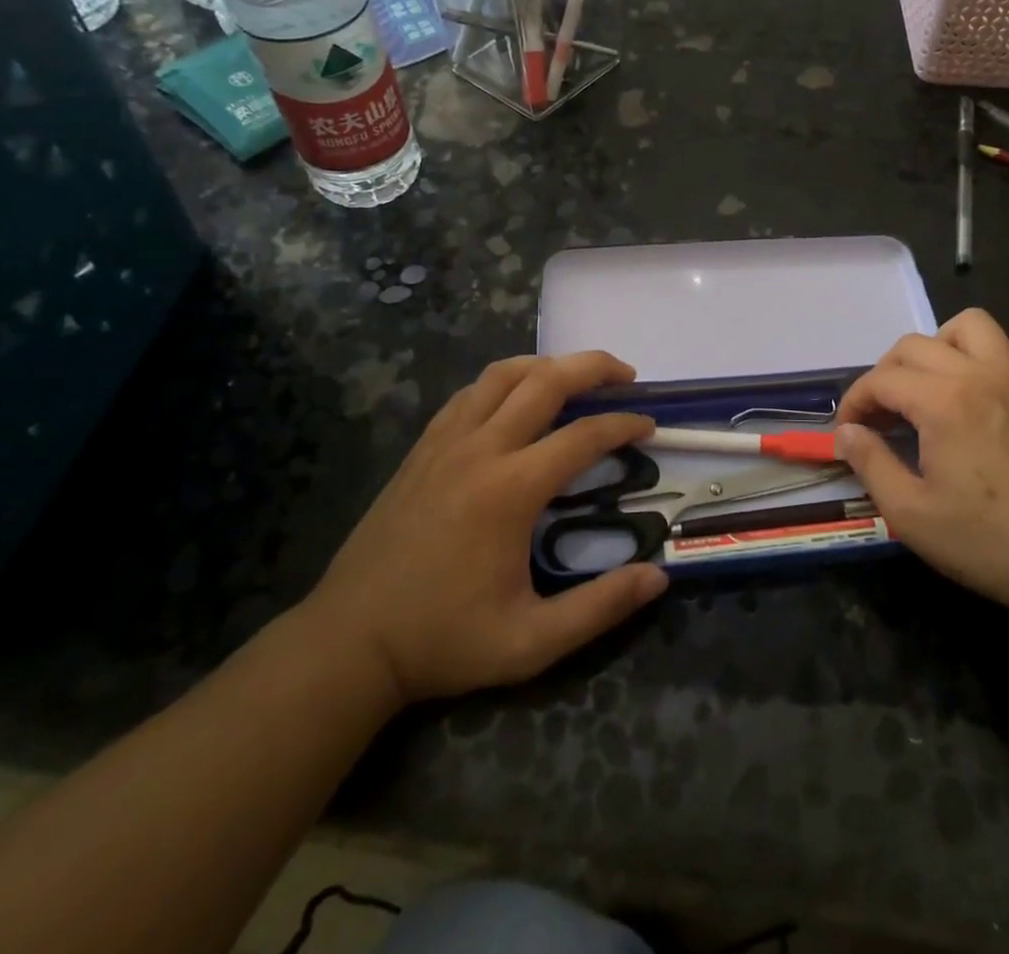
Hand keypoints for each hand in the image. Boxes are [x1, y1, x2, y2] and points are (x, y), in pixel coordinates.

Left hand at [305, 352, 668, 703]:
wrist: (350, 641)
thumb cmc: (444, 639)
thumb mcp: (530, 643)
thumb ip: (600, 608)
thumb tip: (659, 576)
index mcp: (511, 490)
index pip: (583, 436)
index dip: (623, 424)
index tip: (649, 426)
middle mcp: (480, 449)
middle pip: (545, 380)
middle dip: (593, 367)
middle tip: (625, 375)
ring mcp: (446, 442)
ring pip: (503, 374)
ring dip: (547, 365)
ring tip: (575, 377)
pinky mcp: (423, 447)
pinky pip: (470, 393)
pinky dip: (504, 381)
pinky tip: (516, 399)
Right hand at [834, 310, 1008, 629]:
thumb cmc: (988, 541)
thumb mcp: (911, 514)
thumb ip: (870, 463)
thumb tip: (845, 432)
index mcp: (943, 402)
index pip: (881, 380)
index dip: (855, 402)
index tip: (848, 430)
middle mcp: (979, 373)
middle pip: (914, 345)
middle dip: (886, 374)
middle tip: (882, 414)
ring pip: (969, 326)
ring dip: (939, 347)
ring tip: (932, 385)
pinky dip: (989, 356)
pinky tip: (982, 389)